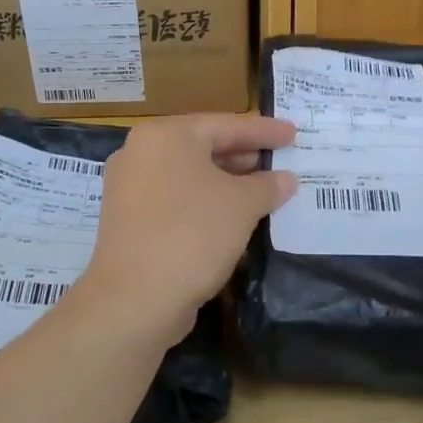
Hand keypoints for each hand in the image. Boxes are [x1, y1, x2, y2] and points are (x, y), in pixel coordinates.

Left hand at [77, 113, 297, 346]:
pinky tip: (232, 216)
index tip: (293, 133)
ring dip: (227, 181)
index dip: (264, 130)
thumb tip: (286, 179)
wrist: (135, 298)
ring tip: (263, 189)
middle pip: (204, 146)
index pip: (226, 125)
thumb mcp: (243, 205)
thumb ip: (268, 185)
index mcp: (166, 136)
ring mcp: (130, 187)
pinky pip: (176, 198)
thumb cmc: (193, 234)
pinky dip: (205, 201)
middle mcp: (141, 153)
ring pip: (190, 175)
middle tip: (279, 159)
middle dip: (244, 155)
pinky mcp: (129, 219)